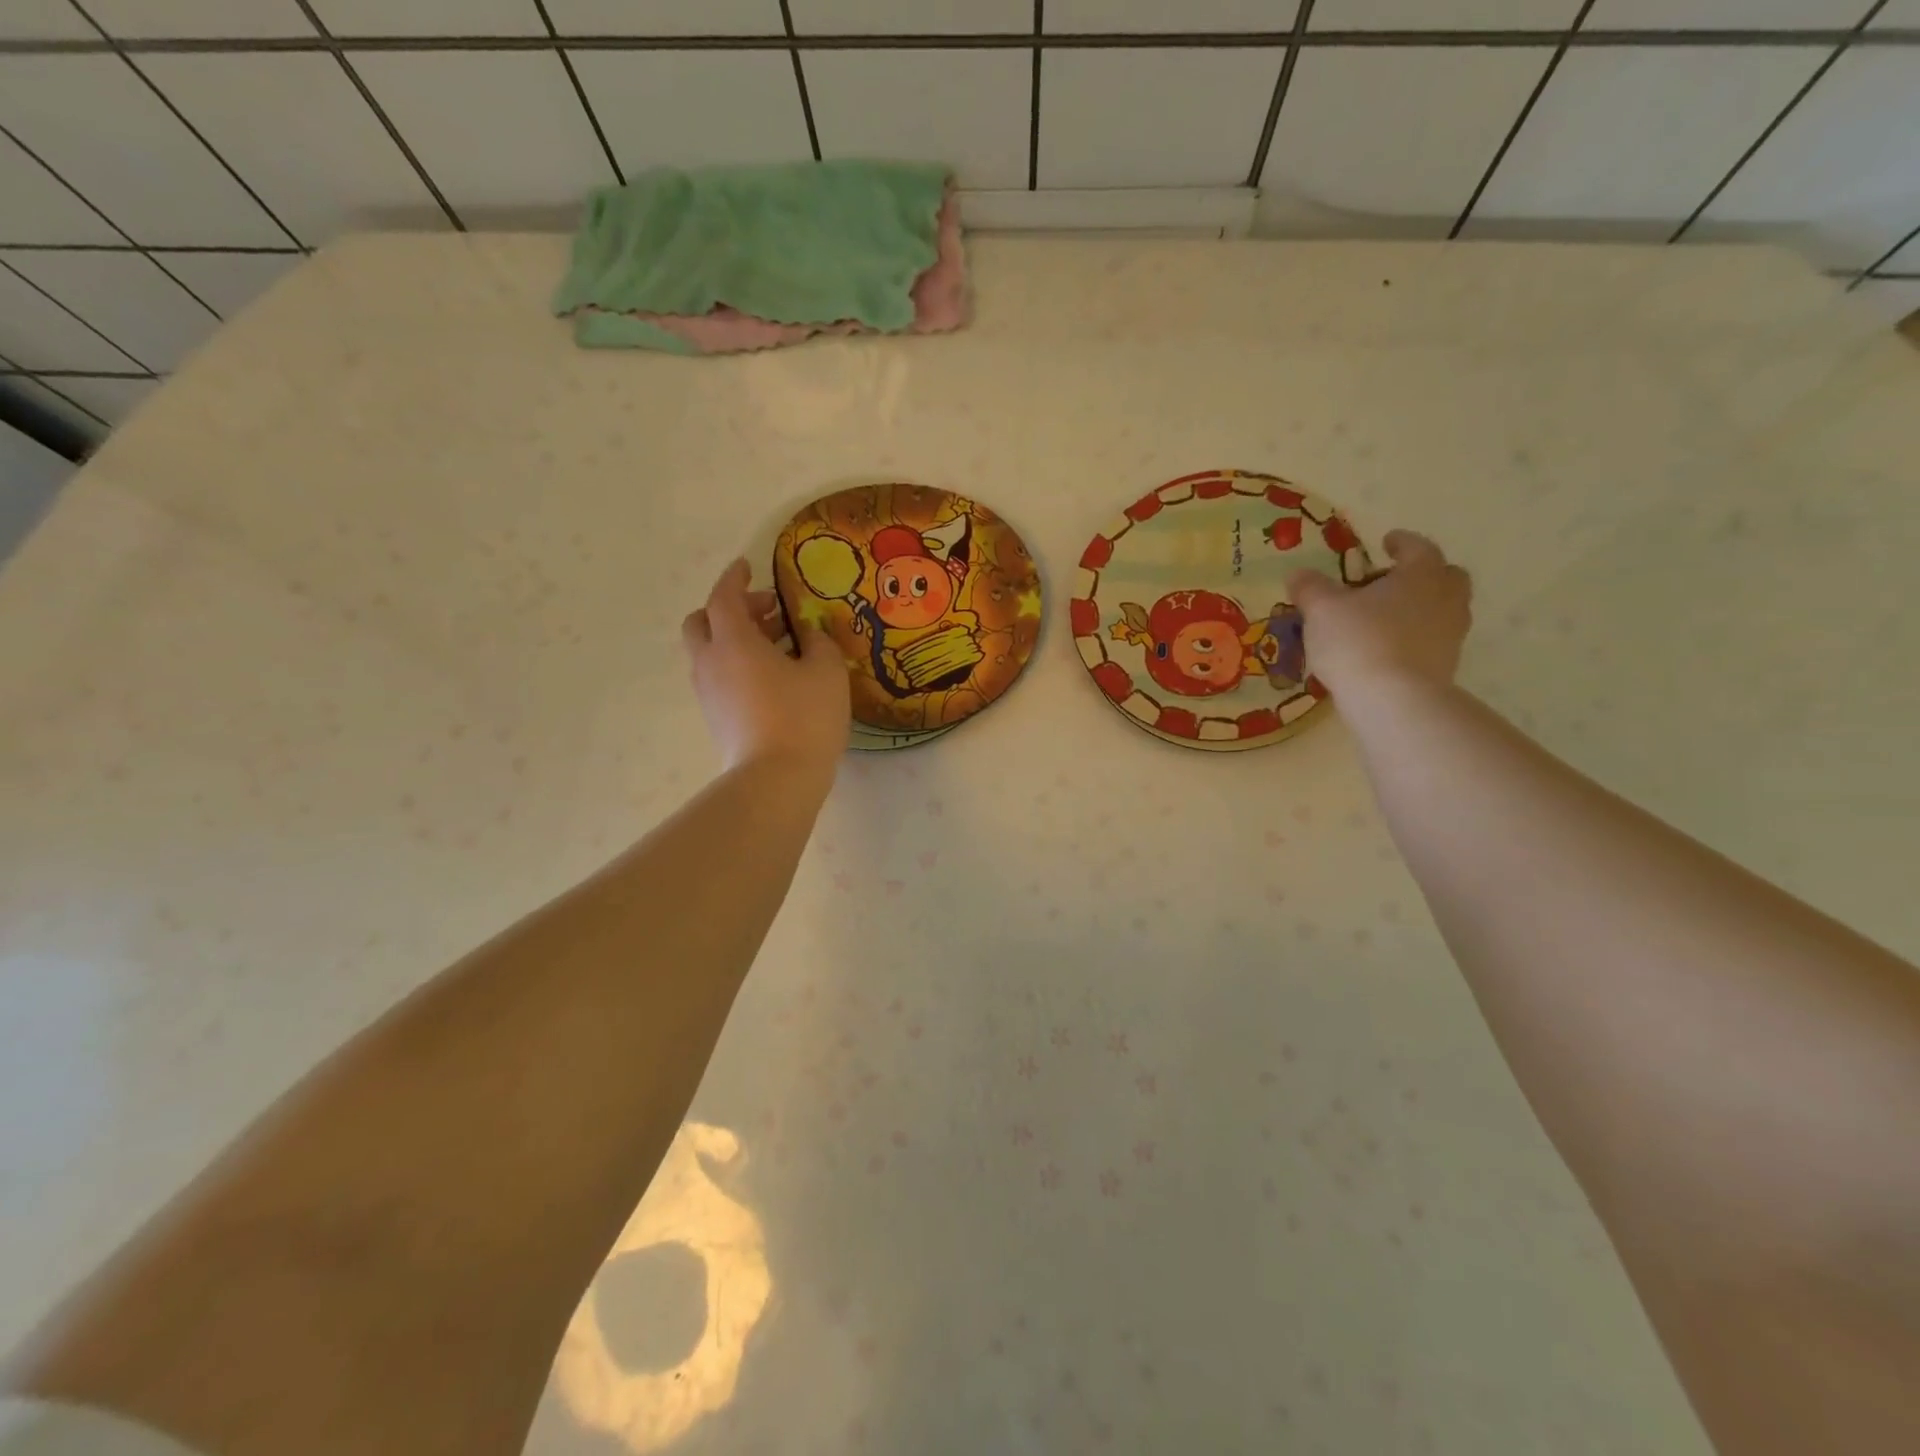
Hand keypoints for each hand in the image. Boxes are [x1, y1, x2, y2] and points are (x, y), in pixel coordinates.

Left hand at [683, 559, 849, 776]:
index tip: (747, 566)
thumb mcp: (827, 671)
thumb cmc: (804, 717)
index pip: (723, 596)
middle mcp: (711, 662)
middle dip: (731, 610)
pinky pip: (720, 677)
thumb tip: (808, 634)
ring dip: (737, 639)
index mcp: (733, 641)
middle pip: (702, 622)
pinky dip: (739, 664)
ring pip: (711, 652)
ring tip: (780, 646)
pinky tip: (774, 677)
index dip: (735, 578)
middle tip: (767, 613)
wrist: (775, 781)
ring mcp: (708, 693)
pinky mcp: (716, 718)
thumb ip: (818, 642)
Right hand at [1286, 530, 1472, 700]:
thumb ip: (1310, 588)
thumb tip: (1298, 574)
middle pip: (1445, 577)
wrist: (1393, 700)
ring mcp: (1451, 634)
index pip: (1418, 547)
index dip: (1401, 543)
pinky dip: (1415, 638)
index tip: (1387, 542)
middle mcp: (1445, 598)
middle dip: (1422, 574)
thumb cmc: (1358, 641)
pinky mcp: (1446, 666)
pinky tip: (1387, 649)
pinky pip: (1433, 641)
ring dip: (1420, 608)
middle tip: (1392, 582)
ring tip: (1385, 619)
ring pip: (1442, 610)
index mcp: (1421, 574)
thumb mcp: (1321, 609)